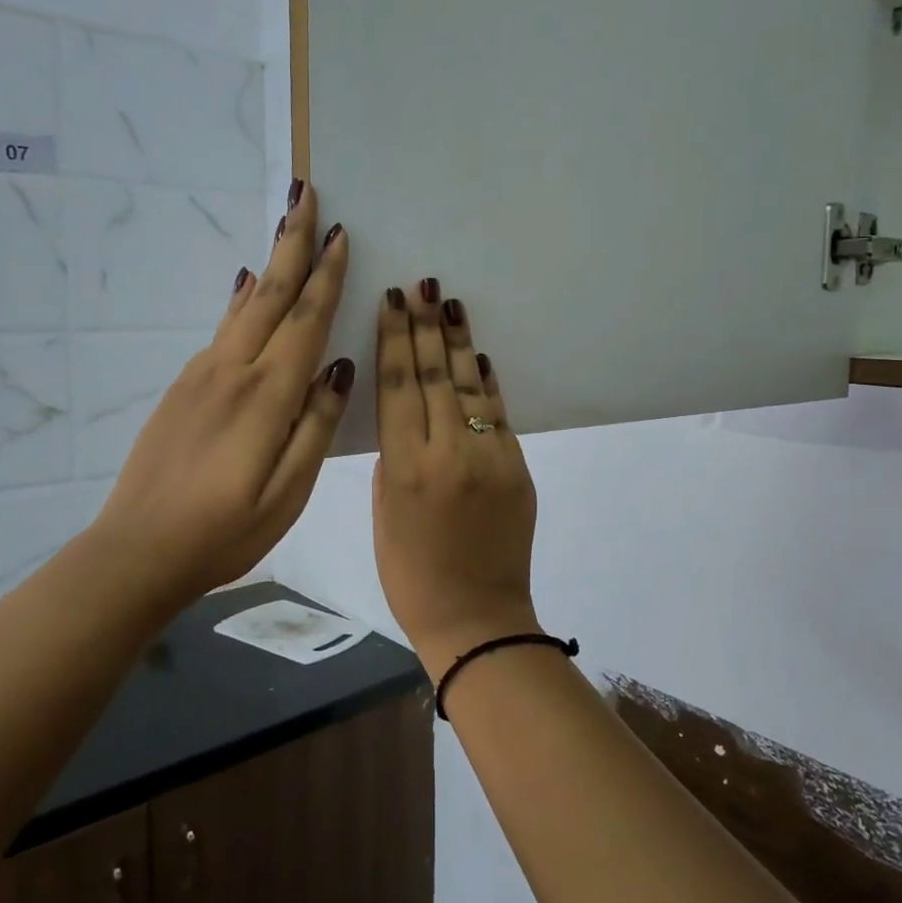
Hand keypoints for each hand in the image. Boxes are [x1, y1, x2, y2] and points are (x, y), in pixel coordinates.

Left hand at [93, 181, 352, 610]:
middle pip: (270, 294)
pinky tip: (246, 285)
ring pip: (244, 306)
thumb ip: (314, 427)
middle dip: (292, 242)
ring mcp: (202, 376)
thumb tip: (339, 369)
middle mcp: (232, 372)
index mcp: (266, 397)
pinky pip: (222, 329)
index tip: (342, 233)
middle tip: (305, 192)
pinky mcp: (183, 387)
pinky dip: (241, 299)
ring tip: (285, 225)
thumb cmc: (223, 532)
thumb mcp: (287, 493)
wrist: (137, 550)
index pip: (305, 321)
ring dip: (269, 262)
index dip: (326, 276)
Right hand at [372, 279, 538, 668]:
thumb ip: (393, 461)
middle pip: (434, 375)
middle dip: (426, 326)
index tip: (392, 302)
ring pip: (470, 386)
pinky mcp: (518, 468)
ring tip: (450, 302)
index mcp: (404, 467)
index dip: (394, 339)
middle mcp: (448, 452)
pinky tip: (478, 354)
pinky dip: (486, 383)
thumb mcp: (382, 516)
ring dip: (459, 341)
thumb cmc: (411, 576)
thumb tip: (408, 420)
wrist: (478, 618)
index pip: (398, 386)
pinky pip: (497, 415)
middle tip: (422, 284)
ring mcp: (490, 457)